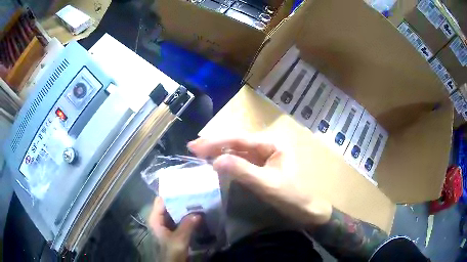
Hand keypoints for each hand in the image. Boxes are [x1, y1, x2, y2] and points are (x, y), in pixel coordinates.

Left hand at [148, 197, 199, 261]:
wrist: (173, 261)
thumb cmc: (172, 250)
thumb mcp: (179, 238)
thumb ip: (187, 225)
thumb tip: (198, 213)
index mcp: (155, 218)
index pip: (161, 200)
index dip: (171, 194)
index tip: (184, 188)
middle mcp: (160, 218)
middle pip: (169, 204)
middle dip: (181, 200)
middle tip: (194, 194)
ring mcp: (167, 223)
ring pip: (175, 211)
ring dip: (185, 208)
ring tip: (197, 201)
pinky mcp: (174, 228)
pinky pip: (180, 218)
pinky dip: (187, 215)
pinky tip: (197, 213)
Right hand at [188, 135, 331, 225]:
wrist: (306, 210)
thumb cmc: (291, 196)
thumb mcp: (267, 184)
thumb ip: (242, 171)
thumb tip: (215, 161)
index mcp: (272, 144)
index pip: (240, 139)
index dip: (216, 142)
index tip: (195, 146)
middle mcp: (267, 146)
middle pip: (237, 142)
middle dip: (215, 144)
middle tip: (192, 148)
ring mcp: (263, 156)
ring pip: (237, 151)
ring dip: (218, 152)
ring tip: (199, 152)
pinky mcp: (260, 167)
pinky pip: (241, 161)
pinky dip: (226, 162)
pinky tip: (215, 162)